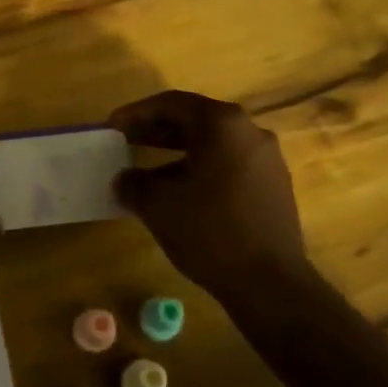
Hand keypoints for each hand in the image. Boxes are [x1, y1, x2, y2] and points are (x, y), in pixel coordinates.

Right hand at [110, 91, 309, 299]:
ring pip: (213, 144)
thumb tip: (124, 179)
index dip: (137, 113)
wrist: (270, 283)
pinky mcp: (274, 186)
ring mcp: (267, 159)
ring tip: (148, 169)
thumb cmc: (210, 231)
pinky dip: (201, 168)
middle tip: (126, 141)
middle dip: (157, 130)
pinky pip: (229, 164)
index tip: (113, 126)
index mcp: (223, 124)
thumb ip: (133, 183)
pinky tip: (182, 192)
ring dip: (178, 151)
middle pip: (195, 120)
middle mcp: (250, 132)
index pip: (172, 103)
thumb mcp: (157, 205)